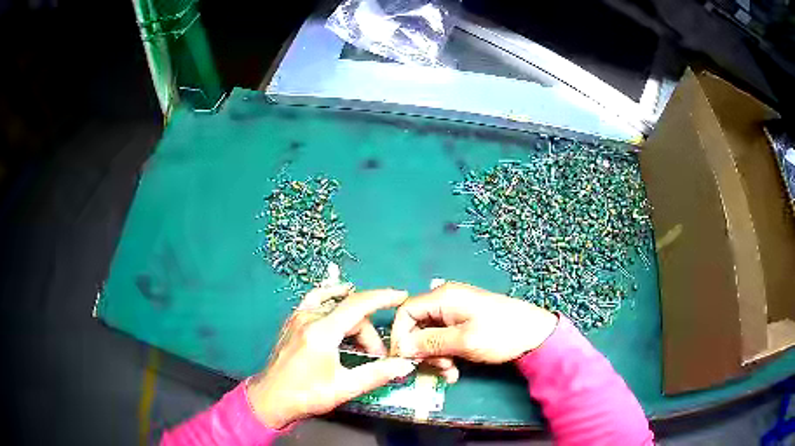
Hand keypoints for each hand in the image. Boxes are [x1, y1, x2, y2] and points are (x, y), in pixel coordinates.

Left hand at [247, 284, 416, 428]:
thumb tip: (405, 364)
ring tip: (363, 341)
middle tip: (375, 357)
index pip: (357, 305)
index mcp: (322, 332)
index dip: (382, 298)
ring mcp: (298, 318)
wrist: (271, 398)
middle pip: (349, 312)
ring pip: (335, 307)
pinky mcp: (292, 322)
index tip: (401, 296)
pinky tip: (338, 299)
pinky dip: (331, 298)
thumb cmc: (306, 395)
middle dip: (368, 332)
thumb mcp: (344, 388)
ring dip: (353, 321)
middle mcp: (309, 318)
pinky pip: (316, 300)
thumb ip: (376, 374)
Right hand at [390, 282, 557, 368]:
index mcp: (443, 297)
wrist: (536, 335)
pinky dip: (445, 356)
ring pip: (430, 336)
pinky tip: (455, 370)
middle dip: (423, 351)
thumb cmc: (500, 334)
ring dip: (435, 357)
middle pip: (417, 326)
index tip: (404, 358)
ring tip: (451, 372)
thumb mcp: (463, 341)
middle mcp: (446, 301)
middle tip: (438, 368)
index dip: (400, 335)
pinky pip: (444, 340)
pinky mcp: (464, 324)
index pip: (406, 312)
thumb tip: (401, 348)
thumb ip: (429, 343)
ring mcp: (456, 313)